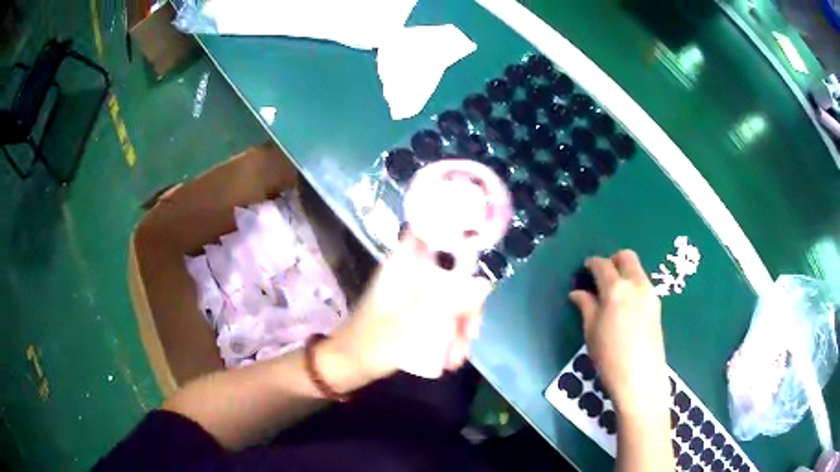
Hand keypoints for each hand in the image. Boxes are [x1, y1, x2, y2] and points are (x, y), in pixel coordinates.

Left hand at [325, 232, 492, 382]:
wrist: (348, 367)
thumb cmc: (375, 342)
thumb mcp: (415, 322)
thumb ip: (451, 300)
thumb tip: (486, 282)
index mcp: (405, 265)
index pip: (437, 236)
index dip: (463, 241)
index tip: (484, 262)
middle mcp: (412, 275)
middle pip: (453, 275)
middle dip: (467, 306)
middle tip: (472, 334)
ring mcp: (414, 296)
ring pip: (450, 299)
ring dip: (459, 328)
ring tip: (456, 358)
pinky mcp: (415, 315)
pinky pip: (441, 317)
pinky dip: (449, 336)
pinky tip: (450, 359)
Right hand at [569, 250, 668, 414]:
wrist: (641, 379)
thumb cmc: (610, 357)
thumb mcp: (591, 332)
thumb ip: (586, 306)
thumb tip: (577, 293)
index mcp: (616, 289)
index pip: (602, 265)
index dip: (592, 264)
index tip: (585, 269)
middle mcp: (636, 284)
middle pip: (626, 257)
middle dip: (612, 260)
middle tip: (601, 277)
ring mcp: (650, 294)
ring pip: (637, 269)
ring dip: (624, 272)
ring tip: (612, 293)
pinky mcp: (657, 305)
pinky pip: (644, 284)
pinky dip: (633, 285)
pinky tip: (625, 306)